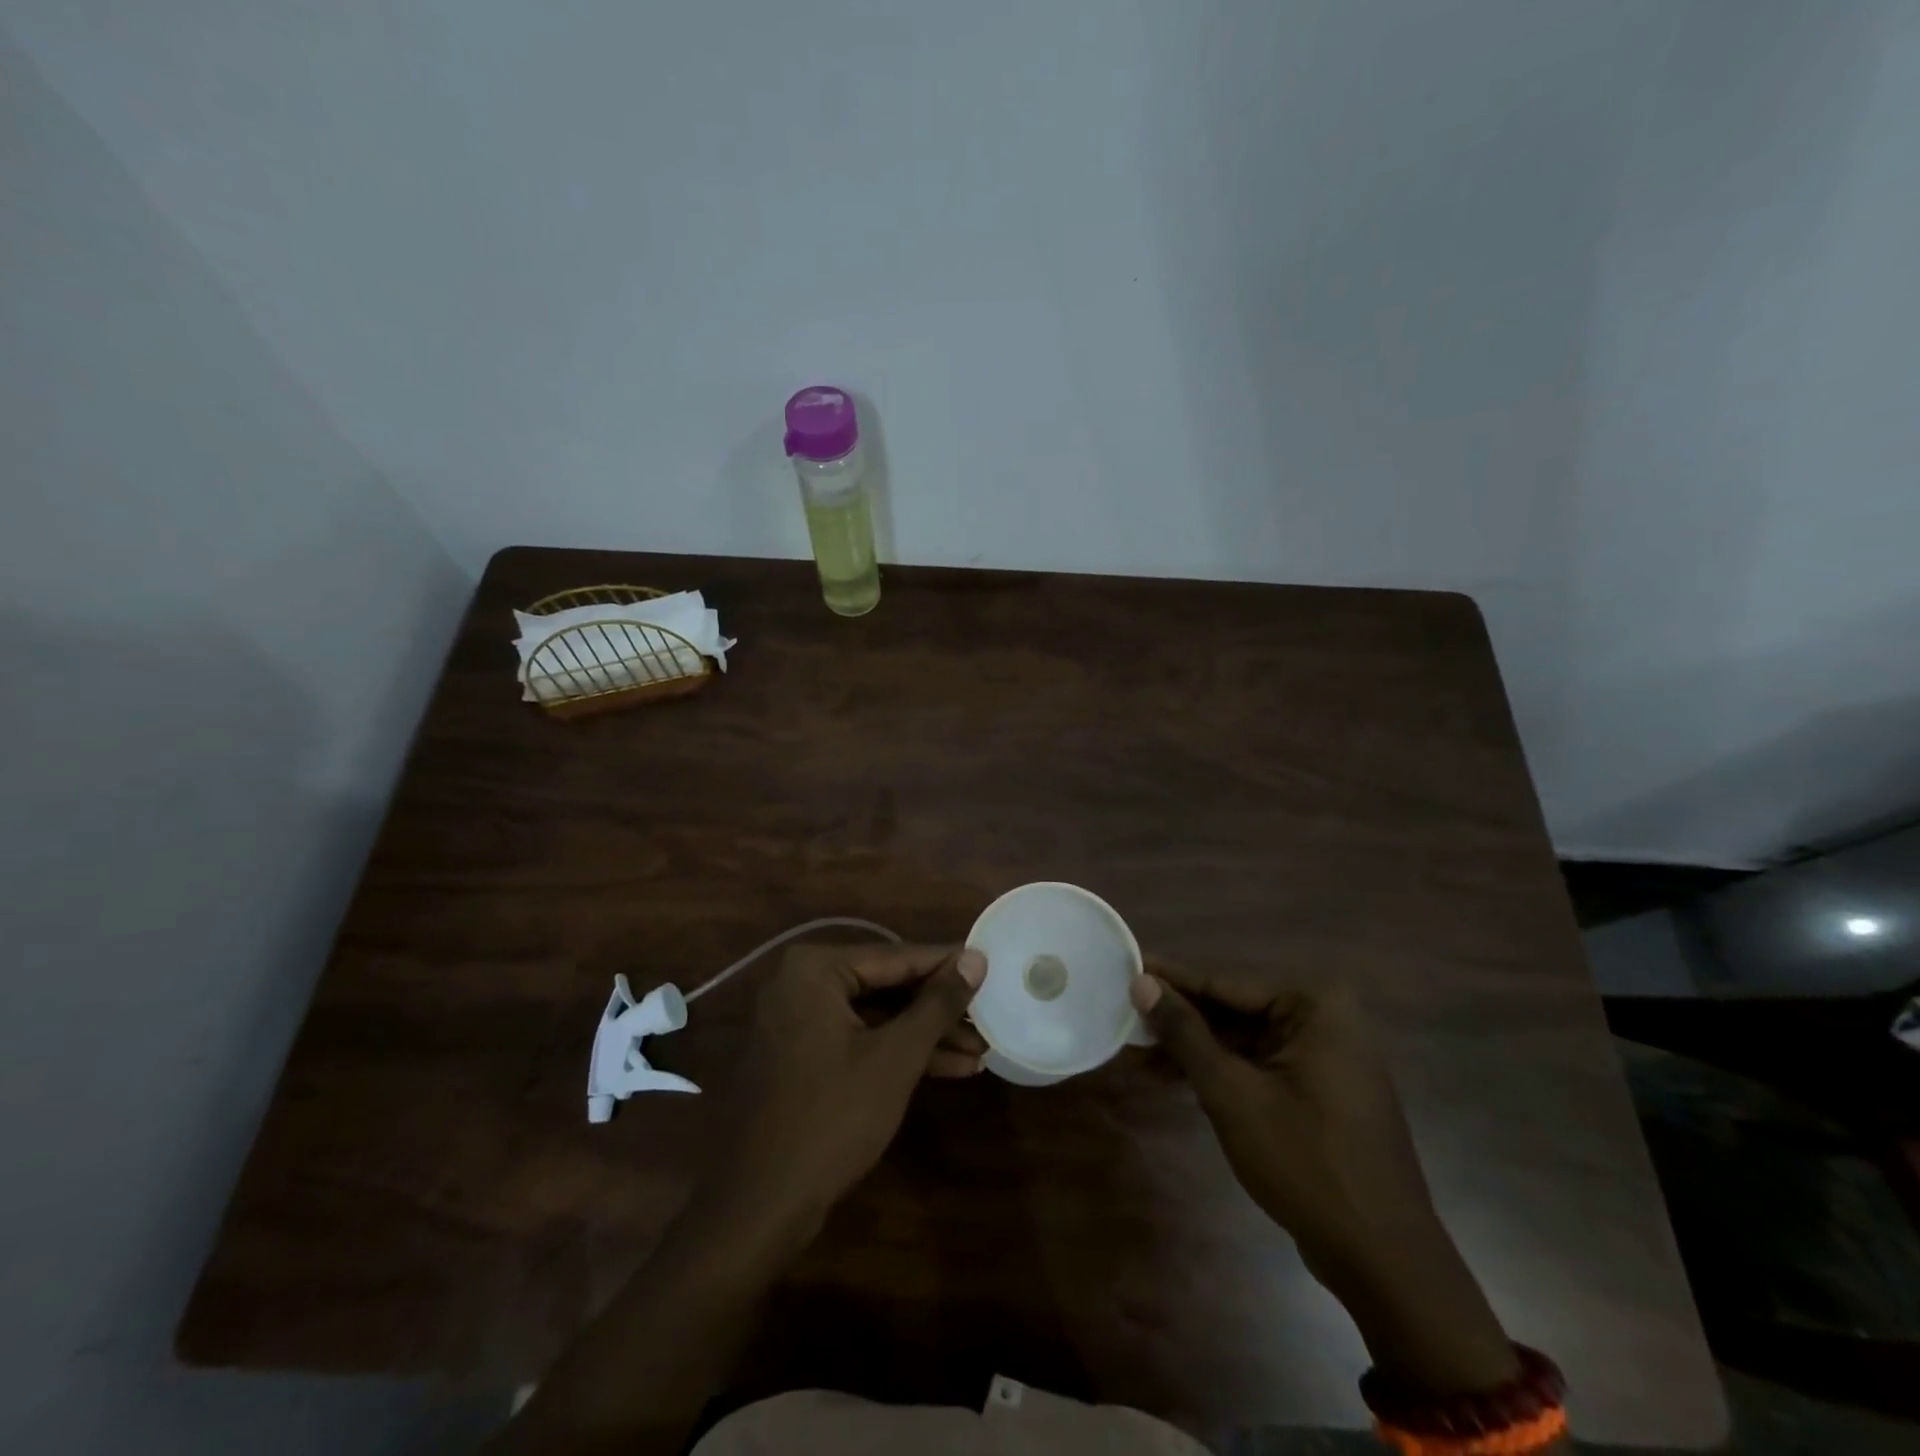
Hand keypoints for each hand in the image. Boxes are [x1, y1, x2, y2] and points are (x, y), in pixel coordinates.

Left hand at [704, 943, 985, 1243]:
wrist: (760, 1206)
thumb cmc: (832, 1118)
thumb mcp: (896, 1056)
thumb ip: (938, 1003)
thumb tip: (975, 957)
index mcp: (815, 969)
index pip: (896, 956)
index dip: (947, 964)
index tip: (989, 965)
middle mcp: (801, 983)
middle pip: (887, 986)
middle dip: (939, 1010)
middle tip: (988, 1016)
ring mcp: (797, 1021)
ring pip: (876, 1017)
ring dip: (925, 1035)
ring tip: (980, 1050)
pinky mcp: (801, 1056)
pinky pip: (858, 1040)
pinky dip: (897, 1053)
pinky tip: (948, 1068)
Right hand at [1131, 959, 1518, 1394]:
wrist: (1384, 1260)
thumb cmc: (1306, 1162)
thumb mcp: (1232, 1093)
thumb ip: (1185, 1033)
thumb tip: (1142, 983)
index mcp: (1315, 1004)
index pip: (1225, 982)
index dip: (1171, 979)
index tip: (1127, 967)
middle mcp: (1325, 1018)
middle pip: (1234, 1009)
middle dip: (1180, 1020)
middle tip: (1126, 1017)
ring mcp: (1327, 1055)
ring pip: (1243, 1039)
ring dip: (1195, 1050)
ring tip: (1139, 1054)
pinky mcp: (1322, 1088)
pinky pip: (1260, 1064)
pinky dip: (1221, 1071)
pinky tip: (1175, 1079)